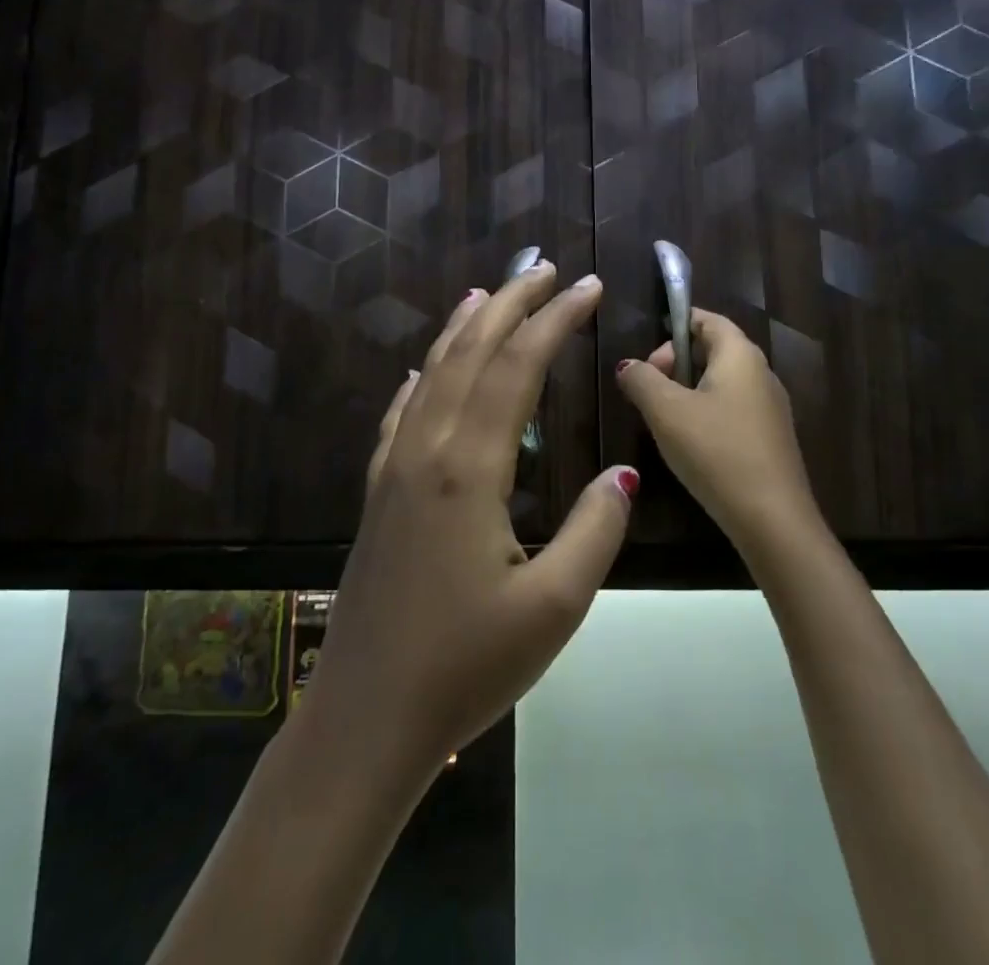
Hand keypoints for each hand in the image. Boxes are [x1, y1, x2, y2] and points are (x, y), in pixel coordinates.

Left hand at [305, 262, 637, 774]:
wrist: (365, 719)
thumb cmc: (465, 667)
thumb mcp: (554, 607)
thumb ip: (595, 530)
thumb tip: (624, 474)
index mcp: (469, 469)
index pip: (517, 368)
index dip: (554, 321)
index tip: (586, 287)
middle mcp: (427, 451)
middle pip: (470, 354)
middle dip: (510, 305)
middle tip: (543, 270)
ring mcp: (394, 470)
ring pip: (430, 375)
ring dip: (462, 329)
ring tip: (487, 294)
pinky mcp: (377, 494)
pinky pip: (399, 415)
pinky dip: (418, 380)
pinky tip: (421, 371)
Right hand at [615, 307, 820, 556]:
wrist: (772, 519)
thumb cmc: (716, 451)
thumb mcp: (666, 411)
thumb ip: (641, 380)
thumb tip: (628, 366)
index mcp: (740, 355)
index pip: (707, 319)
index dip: (675, 326)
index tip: (646, 354)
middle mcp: (762, 372)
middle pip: (714, 349)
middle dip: (676, 362)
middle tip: (649, 388)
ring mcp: (771, 407)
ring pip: (722, 382)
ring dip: (688, 390)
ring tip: (662, 417)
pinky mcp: (771, 438)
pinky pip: (733, 408)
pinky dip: (706, 413)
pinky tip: (690, 443)